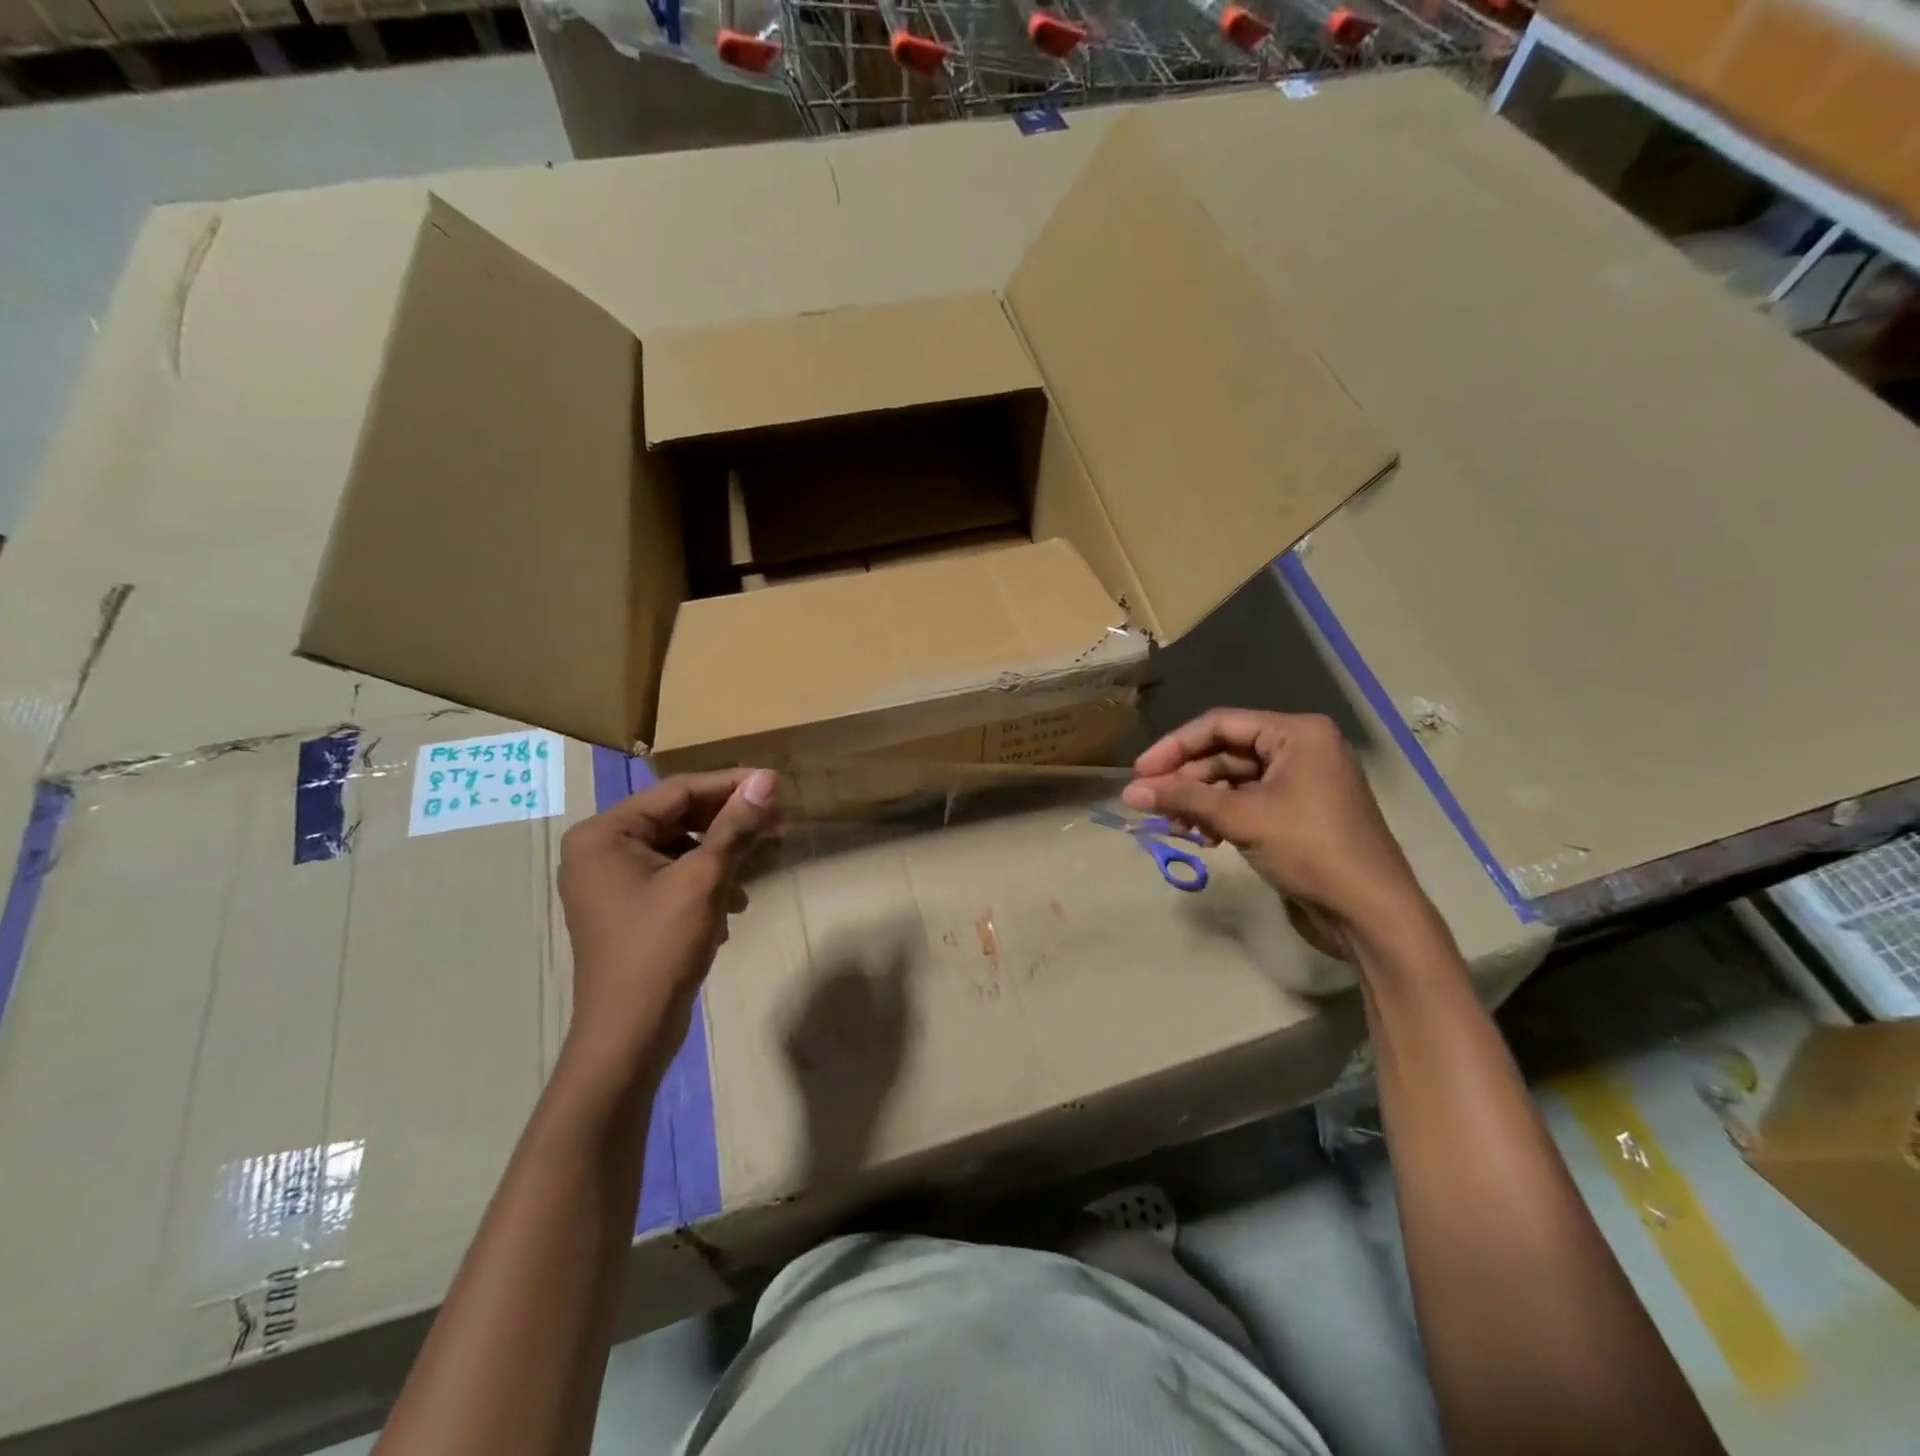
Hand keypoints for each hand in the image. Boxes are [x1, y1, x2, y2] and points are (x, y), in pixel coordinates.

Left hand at [557, 768, 775, 1082]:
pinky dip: (704, 882)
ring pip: (679, 847)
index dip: (730, 784)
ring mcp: (610, 880)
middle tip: (777, 822)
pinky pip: (672, 875)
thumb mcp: (704, 880)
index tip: (775, 783)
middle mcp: (599, 849)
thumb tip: (766, 779)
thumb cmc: (660, 947)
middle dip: (728, 823)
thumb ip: (735, 826)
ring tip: (755, 869)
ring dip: (720, 855)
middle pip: (677, 817)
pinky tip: (730, 906)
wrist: (629, 1033)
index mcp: (604, 833)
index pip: (678, 791)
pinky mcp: (626, 906)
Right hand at [1123, 710, 1442, 960]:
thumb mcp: (1241, 818)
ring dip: (1200, 801)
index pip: (1220, 725)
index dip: (1175, 747)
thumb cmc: (1309, 849)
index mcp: (1297, 733)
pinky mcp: (1298, 812)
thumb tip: (1130, 792)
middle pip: (1225, 751)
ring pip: (1233, 779)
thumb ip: (1183, 799)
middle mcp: (1301, 748)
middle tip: (1151, 804)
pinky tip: (1204, 839)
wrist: (1370, 912)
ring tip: (1176, 827)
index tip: (1139, 772)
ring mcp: (1301, 782)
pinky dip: (1221, 816)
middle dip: (1187, 779)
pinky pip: (1248, 802)